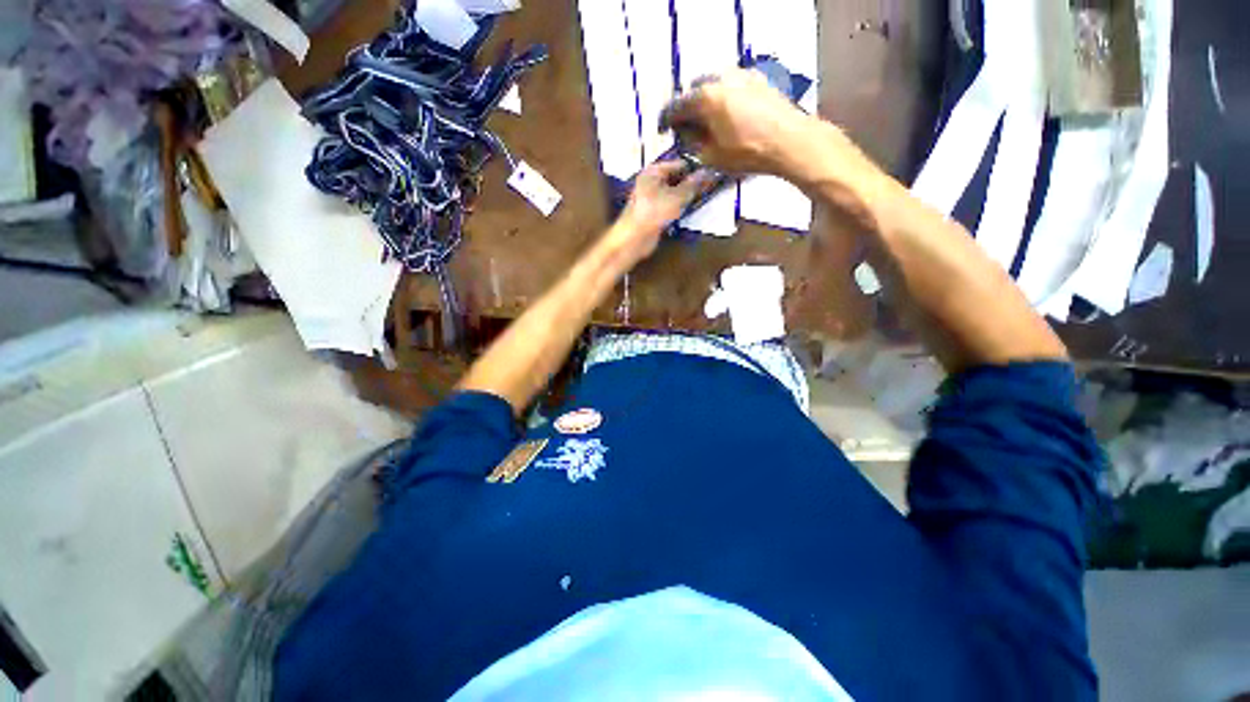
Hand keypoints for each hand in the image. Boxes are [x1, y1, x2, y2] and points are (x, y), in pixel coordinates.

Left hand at [606, 160, 714, 264]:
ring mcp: (651, 199)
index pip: (678, 164)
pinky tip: (691, 210)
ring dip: (687, 196)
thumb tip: (707, 172)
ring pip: (674, 194)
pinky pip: (670, 207)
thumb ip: (692, 185)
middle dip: (691, 182)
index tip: (712, 173)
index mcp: (653, 172)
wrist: (635, 239)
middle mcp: (651, 182)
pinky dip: (680, 208)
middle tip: (711, 185)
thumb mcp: (676, 197)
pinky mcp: (654, 214)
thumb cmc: (653, 212)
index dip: (694, 168)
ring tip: (705, 197)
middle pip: (676, 179)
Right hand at [659, 69, 814, 176]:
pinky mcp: (757, 79)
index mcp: (704, 97)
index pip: (676, 106)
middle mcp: (720, 78)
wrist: (789, 141)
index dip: (666, 119)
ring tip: (708, 122)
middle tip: (687, 127)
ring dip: (706, 102)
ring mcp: (741, 74)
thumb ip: (691, 142)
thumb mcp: (711, 156)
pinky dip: (723, 98)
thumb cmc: (747, 152)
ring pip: (713, 85)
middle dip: (688, 108)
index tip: (664, 129)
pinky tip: (728, 115)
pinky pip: (730, 86)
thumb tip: (684, 132)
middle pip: (694, 90)